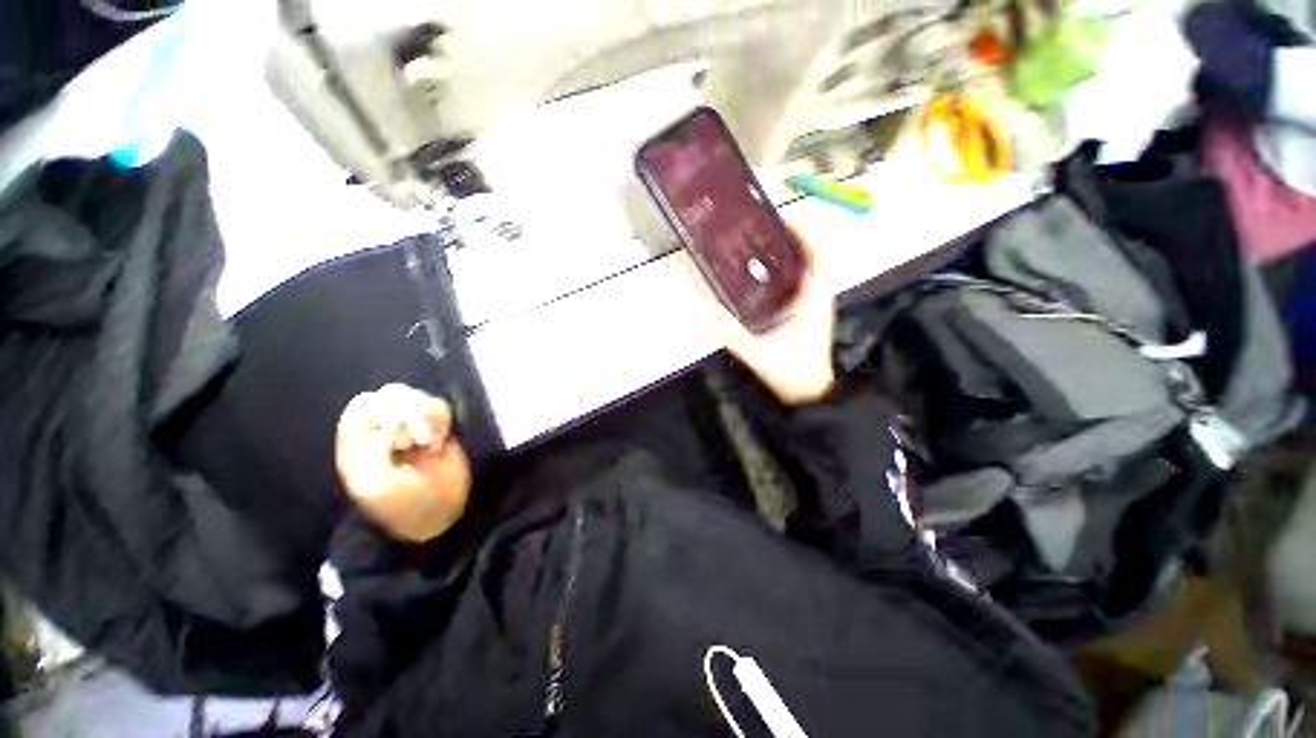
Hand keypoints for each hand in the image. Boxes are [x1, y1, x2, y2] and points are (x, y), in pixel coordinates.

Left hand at [335, 384, 471, 542]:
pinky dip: (442, 421)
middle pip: (392, 394)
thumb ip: (374, 449)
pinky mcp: (437, 429)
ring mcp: (412, 428)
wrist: (439, 513)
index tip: (396, 434)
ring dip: (427, 416)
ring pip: (419, 397)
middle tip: (416, 438)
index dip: (380, 411)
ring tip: (429, 442)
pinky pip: (440, 408)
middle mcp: (383, 430)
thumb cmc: (403, 504)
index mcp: (358, 443)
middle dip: (408, 410)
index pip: (362, 406)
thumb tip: (393, 423)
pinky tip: (439, 442)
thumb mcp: (377, 484)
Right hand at [713, 230, 835, 404]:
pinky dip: (795, 267)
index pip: (818, 257)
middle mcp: (820, 297)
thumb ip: (734, 336)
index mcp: (814, 301)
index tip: (786, 217)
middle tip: (772, 225)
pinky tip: (774, 270)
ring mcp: (817, 304)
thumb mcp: (759, 355)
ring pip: (813, 267)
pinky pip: (806, 279)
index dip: (806, 233)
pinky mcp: (811, 312)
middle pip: (816, 256)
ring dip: (798, 250)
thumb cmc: (792, 374)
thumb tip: (713, 313)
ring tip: (772, 240)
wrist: (809, 393)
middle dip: (799, 236)